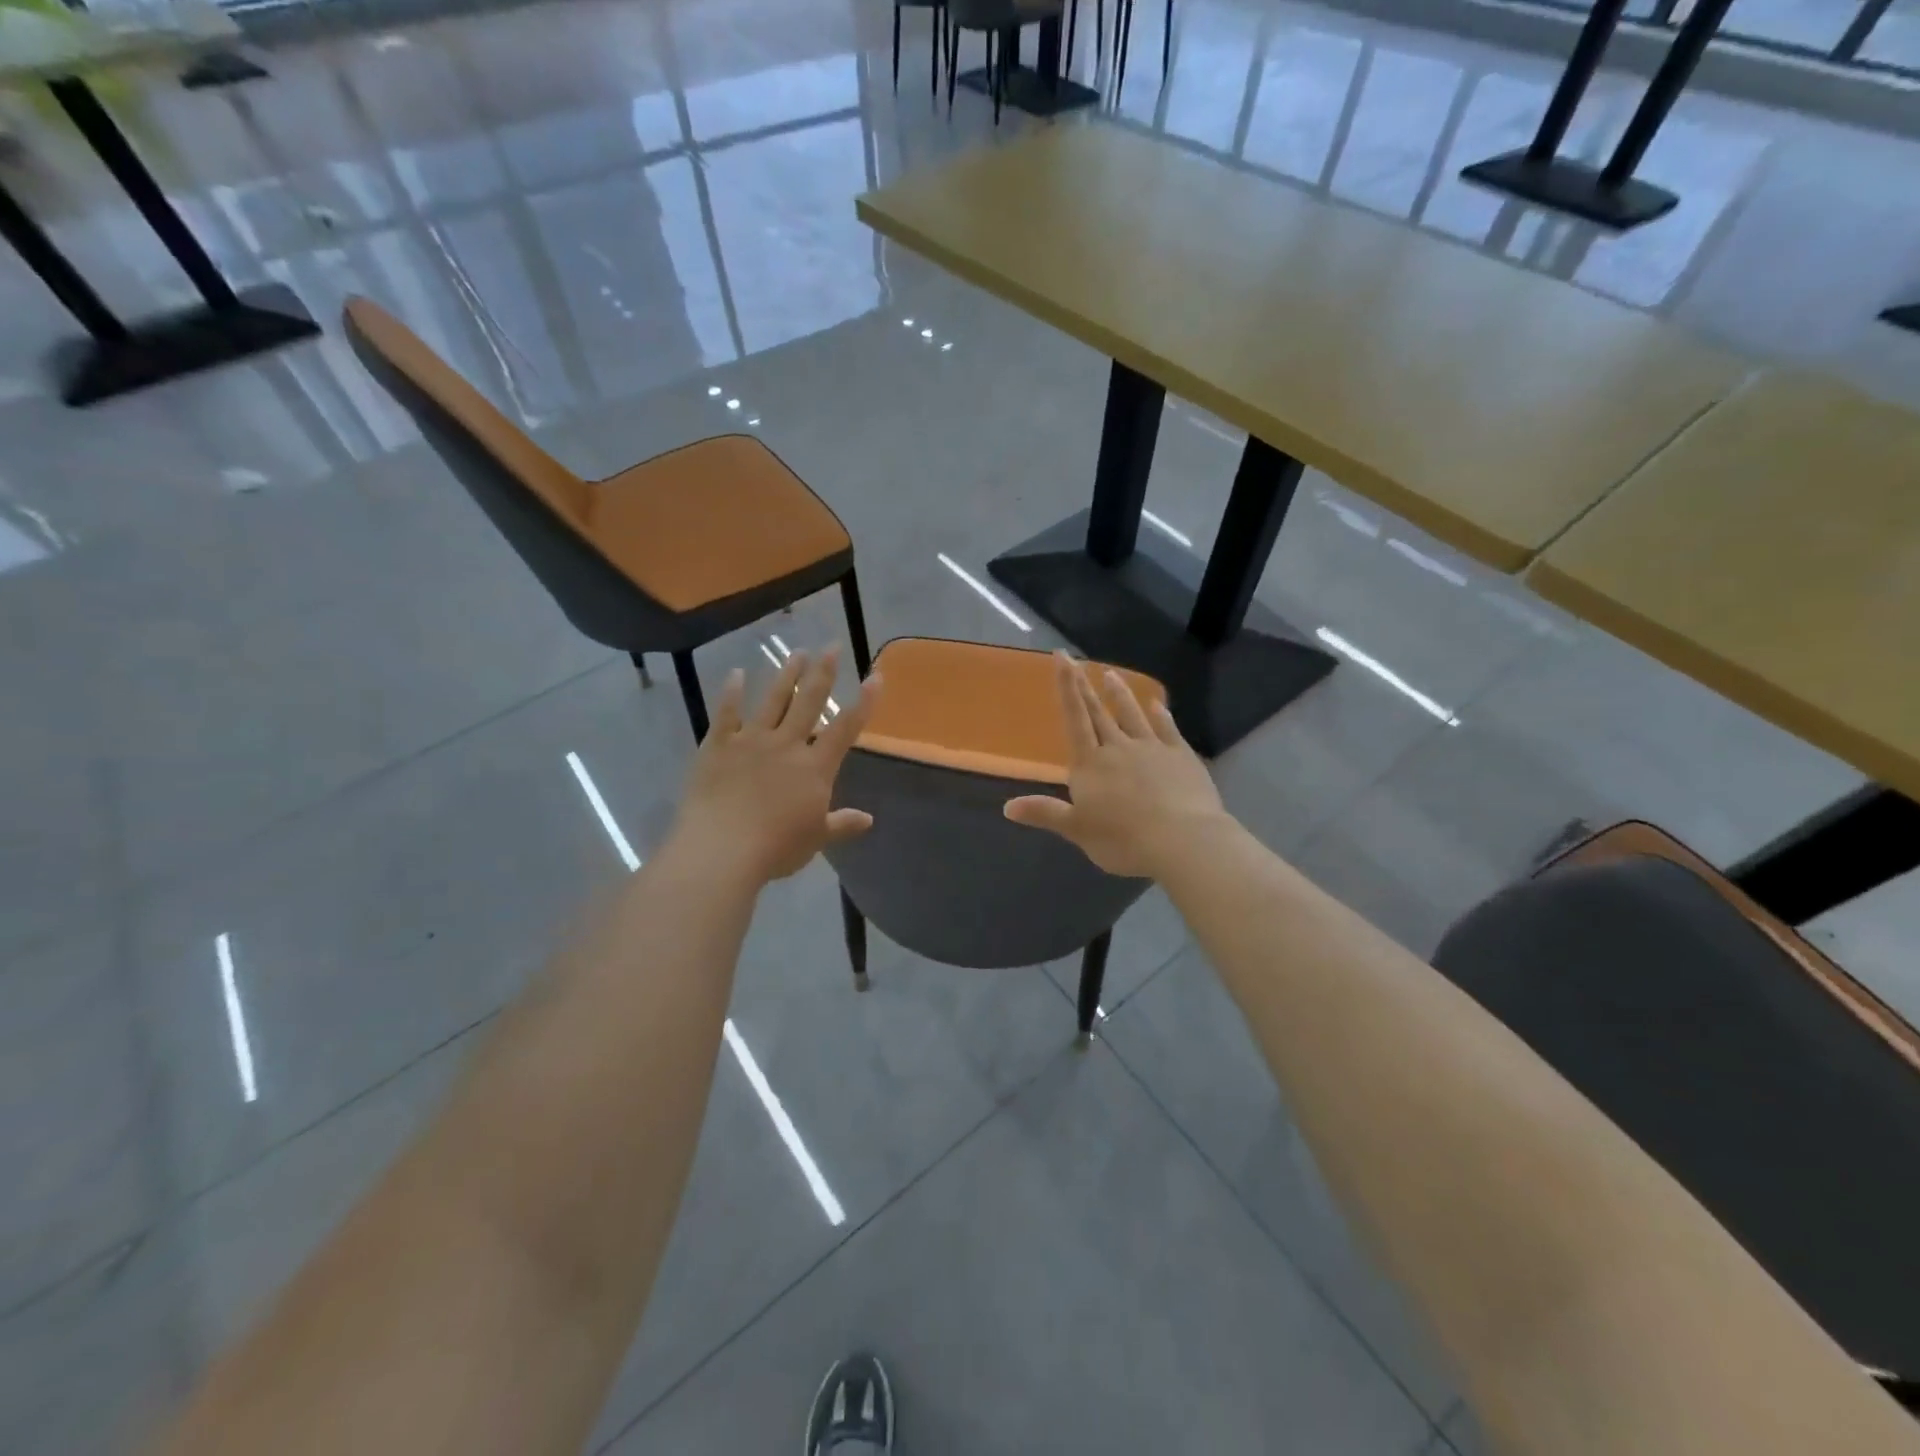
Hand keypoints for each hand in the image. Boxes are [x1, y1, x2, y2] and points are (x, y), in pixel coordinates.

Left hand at [671, 647, 879, 883]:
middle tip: (831, 646)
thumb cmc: (776, 848)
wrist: (721, 849)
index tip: (875, 676)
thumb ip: (841, 824)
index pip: (846, 728)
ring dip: (786, 675)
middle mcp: (787, 745)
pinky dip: (731, 693)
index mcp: (815, 768)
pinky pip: (726, 714)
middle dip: (823, 672)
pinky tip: (736, 674)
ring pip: (773, 700)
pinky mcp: (718, 746)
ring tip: (796, 652)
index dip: (864, 702)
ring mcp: (751, 741)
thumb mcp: (816, 839)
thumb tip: (868, 819)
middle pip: (809, 702)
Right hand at [1003, 653, 1226, 879]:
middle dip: (1086, 686)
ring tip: (1111, 674)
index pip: (1075, 719)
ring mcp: (1152, 748)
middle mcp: (1118, 748)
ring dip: (1120, 694)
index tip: (1062, 658)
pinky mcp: (1181, 756)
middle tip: (1077, 660)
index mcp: (1090, 764)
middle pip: (1099, 713)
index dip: (1066, 688)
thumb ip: (1045, 813)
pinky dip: (1161, 714)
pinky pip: (1167, 729)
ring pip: (1132, 714)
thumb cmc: (1122, 839)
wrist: (1181, 840)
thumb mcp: (1077, 830)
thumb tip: (1007, 807)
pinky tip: (1158, 704)